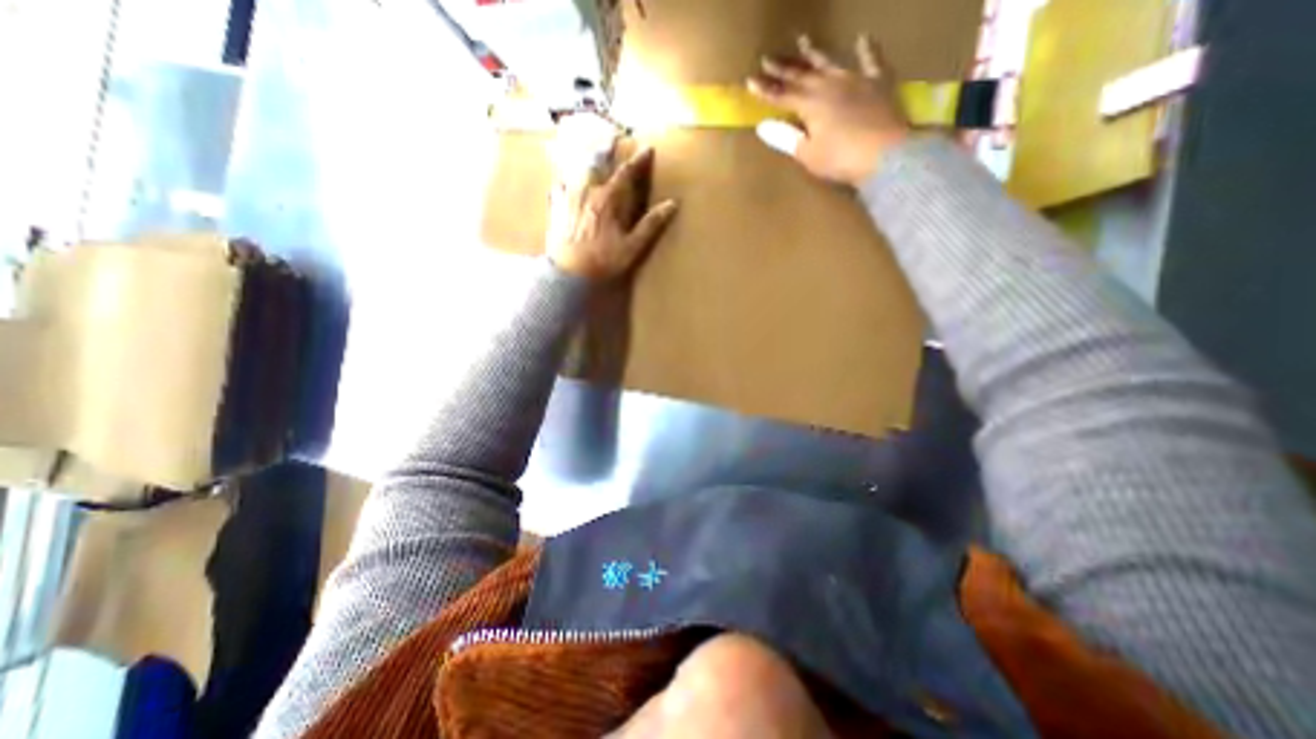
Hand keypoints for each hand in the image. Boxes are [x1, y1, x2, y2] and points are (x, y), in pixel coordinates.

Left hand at [546, 134, 678, 282]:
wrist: (569, 273)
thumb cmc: (603, 261)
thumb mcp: (632, 246)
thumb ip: (651, 224)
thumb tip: (672, 204)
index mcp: (608, 199)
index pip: (626, 173)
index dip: (638, 161)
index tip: (648, 149)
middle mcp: (586, 191)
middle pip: (597, 162)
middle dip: (607, 149)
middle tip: (613, 139)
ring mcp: (568, 197)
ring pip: (576, 169)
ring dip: (585, 159)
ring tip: (589, 155)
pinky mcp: (555, 207)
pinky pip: (558, 185)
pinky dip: (564, 178)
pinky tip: (564, 180)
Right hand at [745, 31, 910, 185]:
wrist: (885, 154)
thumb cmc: (840, 159)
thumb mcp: (808, 154)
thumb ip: (786, 138)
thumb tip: (762, 126)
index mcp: (810, 104)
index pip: (782, 95)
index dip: (765, 89)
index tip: (750, 80)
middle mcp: (830, 85)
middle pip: (802, 75)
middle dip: (783, 68)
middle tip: (767, 57)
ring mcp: (855, 80)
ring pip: (830, 62)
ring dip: (814, 53)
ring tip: (802, 40)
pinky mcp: (878, 83)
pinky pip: (872, 60)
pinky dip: (867, 49)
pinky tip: (863, 38)